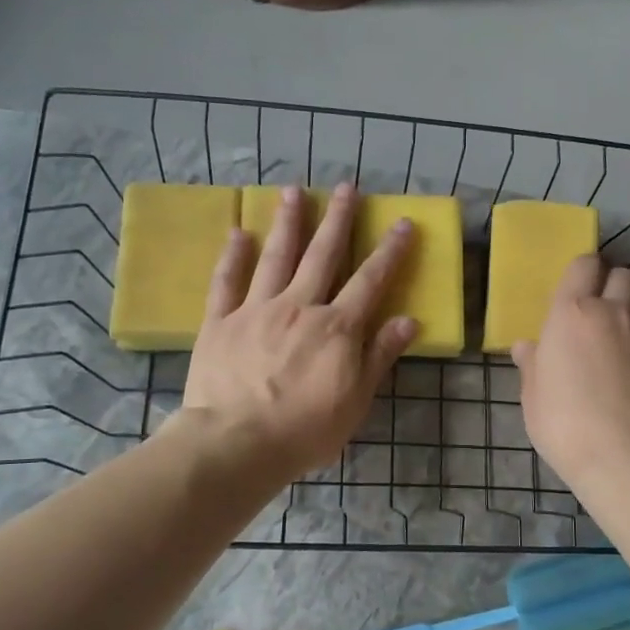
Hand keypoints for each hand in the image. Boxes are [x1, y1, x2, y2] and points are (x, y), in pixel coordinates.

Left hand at [179, 182, 416, 484]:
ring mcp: (257, 309)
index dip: (389, 251)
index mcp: (337, 327)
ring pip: (276, 256)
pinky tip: (238, 232)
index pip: (370, 280)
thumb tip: (408, 320)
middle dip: (338, 219)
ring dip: (288, 222)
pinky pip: (227, 282)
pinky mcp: (220, 322)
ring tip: (293, 190)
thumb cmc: (304, 430)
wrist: (236, 442)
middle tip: (346, 186)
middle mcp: (300, 306)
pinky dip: (233, 256)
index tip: (402, 222)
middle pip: (323, 255)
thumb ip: (379, 356)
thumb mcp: (356, 401)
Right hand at [514, 256, 629, 487]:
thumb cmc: (562, 420)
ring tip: (613, 344)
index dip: (581, 272)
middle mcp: (612, 312)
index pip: (583, 265)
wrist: (623, 453)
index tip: (573, 290)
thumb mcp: (533, 395)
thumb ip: (532, 364)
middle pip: (622, 275)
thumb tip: (527, 347)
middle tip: (596, 311)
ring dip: (627, 315)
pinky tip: (629, 372)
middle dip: (611, 284)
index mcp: (572, 312)